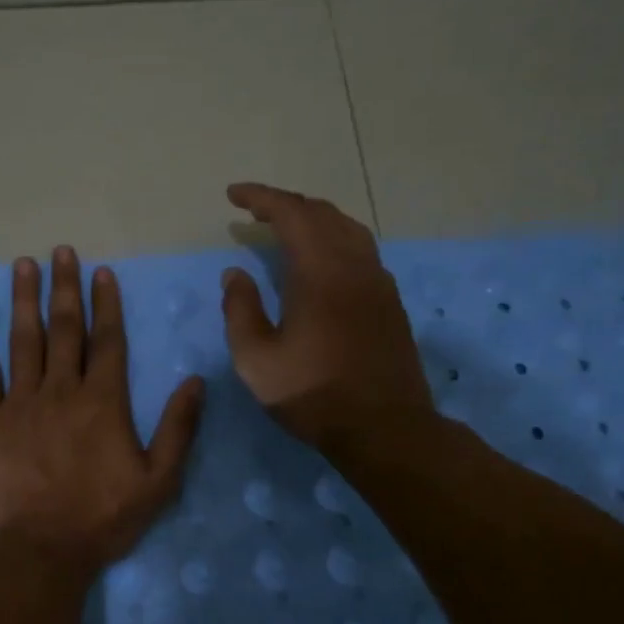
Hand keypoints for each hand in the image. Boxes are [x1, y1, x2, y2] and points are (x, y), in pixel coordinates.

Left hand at [0, 247, 203, 575]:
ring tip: (23, 264)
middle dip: (64, 287)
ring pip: (23, 340)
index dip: (105, 304)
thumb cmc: (101, 519)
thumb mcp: (159, 481)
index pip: (107, 341)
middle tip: (61, 252)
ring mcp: (18, 402)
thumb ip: (179, 428)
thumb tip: (195, 380)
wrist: (39, 552)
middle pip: (64, 329)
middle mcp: (61, 390)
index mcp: (103, 402)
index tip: (101, 272)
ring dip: (24, 299)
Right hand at [220, 183, 435, 456]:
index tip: (233, 195)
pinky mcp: (389, 301)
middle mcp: (354, 265)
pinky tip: (321, 260)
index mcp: (320, 271)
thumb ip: (240, 310)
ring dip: (313, 219)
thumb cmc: (313, 394)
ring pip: (347, 228)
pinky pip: (361, 249)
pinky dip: (334, 239)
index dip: (260, 198)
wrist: (385, 428)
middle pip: (321, 213)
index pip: (290, 214)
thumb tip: (235, 273)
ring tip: (286, 228)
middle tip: (254, 212)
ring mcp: (378, 281)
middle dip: (285, 204)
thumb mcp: (256, 359)